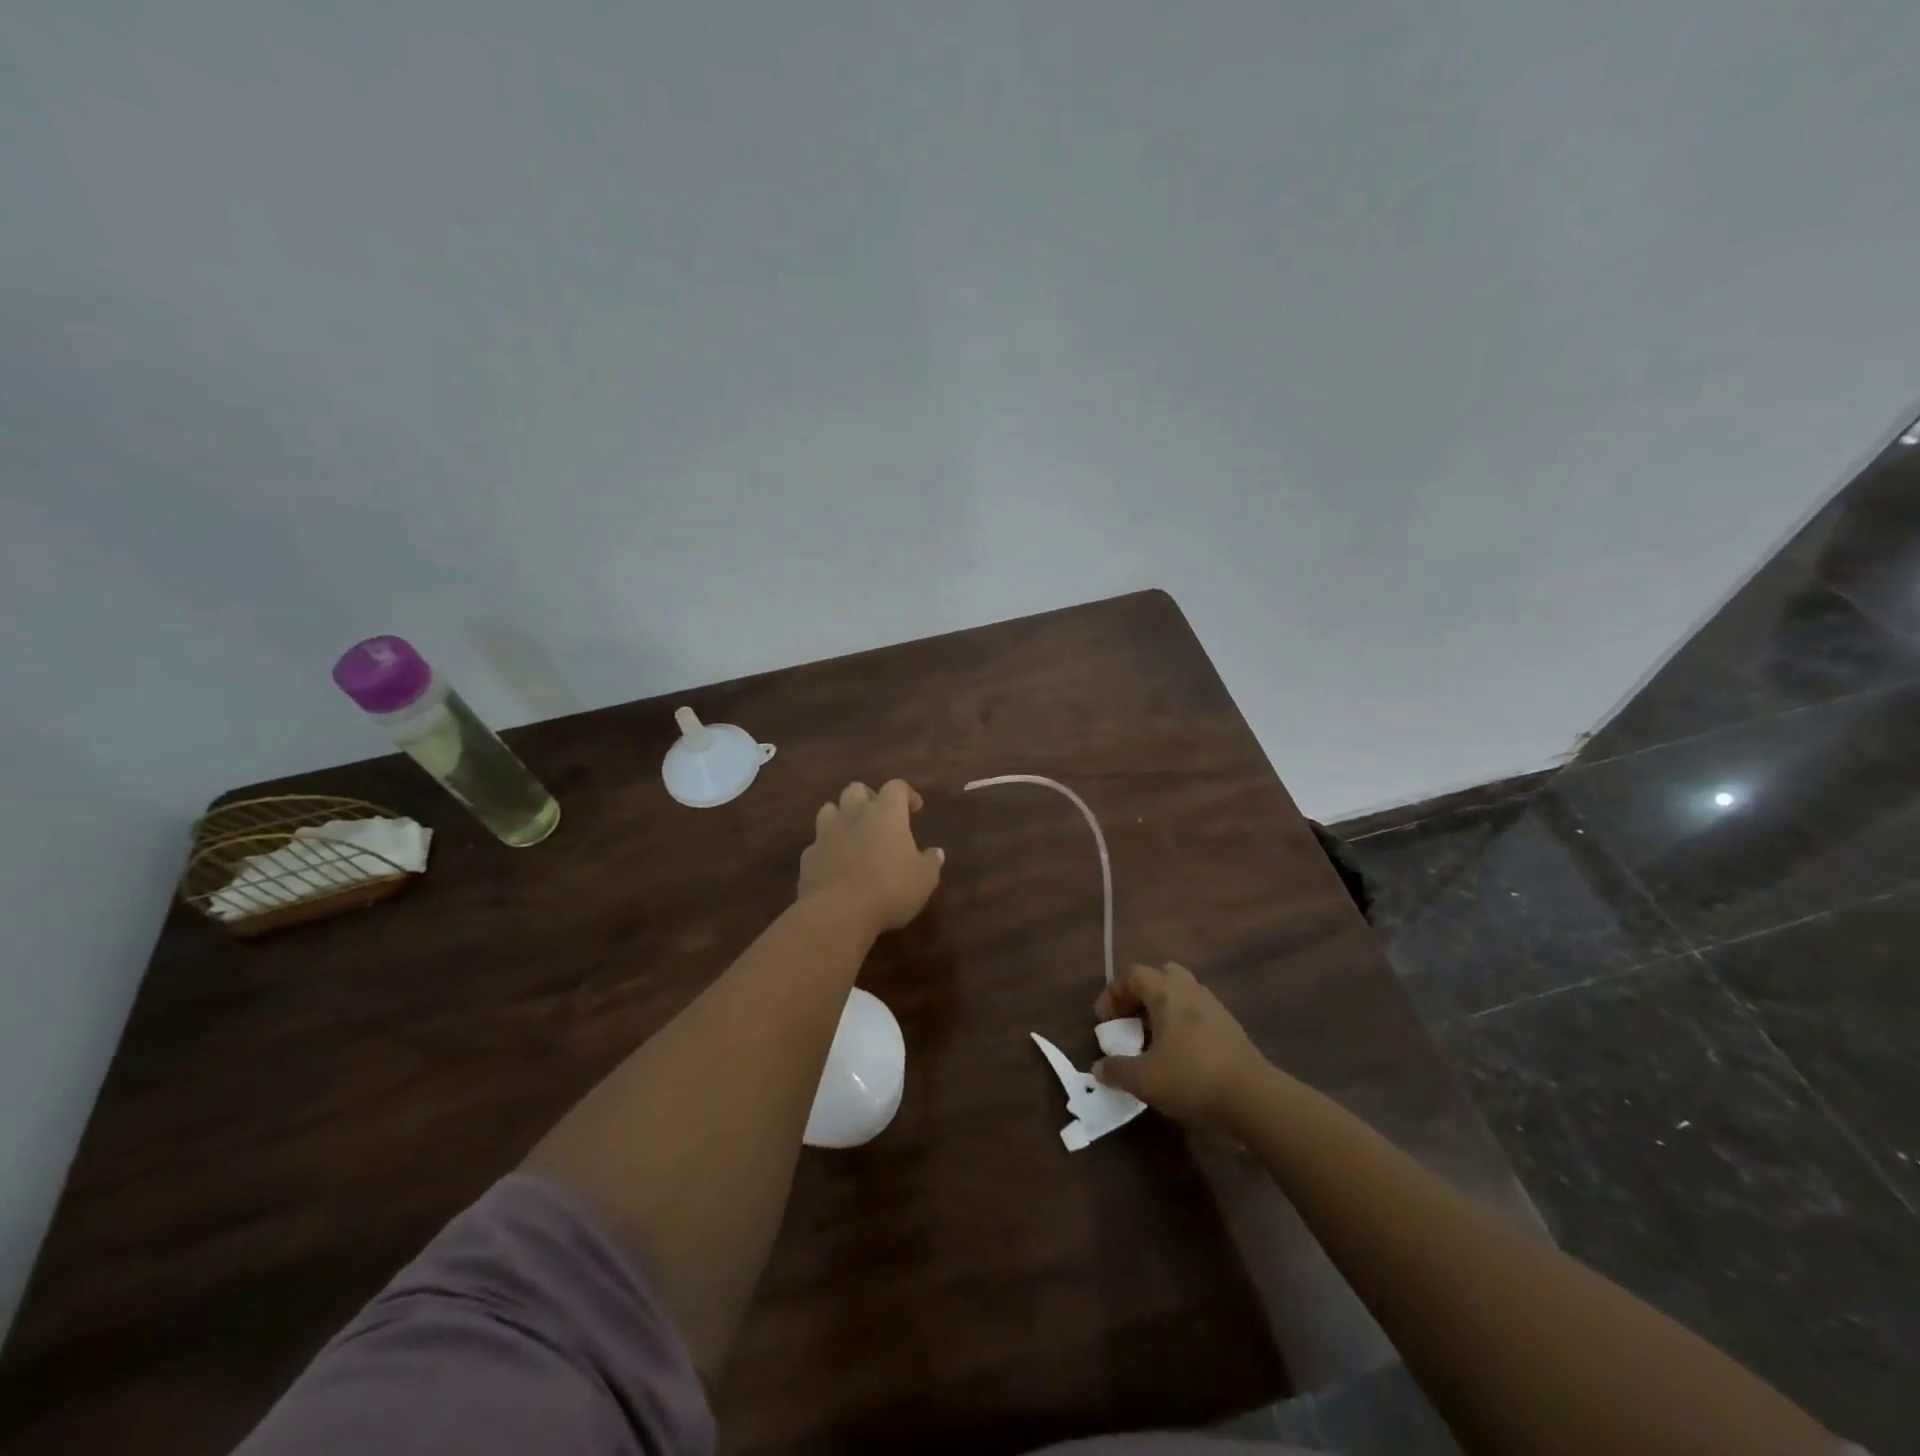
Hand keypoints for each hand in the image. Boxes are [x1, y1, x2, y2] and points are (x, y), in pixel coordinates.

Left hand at [798, 780, 944, 933]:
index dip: (907, 794)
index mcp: (886, 813)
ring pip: (829, 809)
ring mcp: (826, 834)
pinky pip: (817, 843)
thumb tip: (936, 853)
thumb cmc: (890, 888)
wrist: (838, 912)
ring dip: (841, 816)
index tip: (915, 808)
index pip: (896, 787)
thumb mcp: (924, 879)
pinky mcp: (808, 857)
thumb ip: (930, 862)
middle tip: (880, 817)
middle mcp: (853, 815)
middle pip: (856, 790)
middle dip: (868, 798)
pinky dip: (827, 848)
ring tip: (853, 834)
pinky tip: (835, 863)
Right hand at [1092, 962, 1267, 1126]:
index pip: (1133, 974)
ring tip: (1154, 1038)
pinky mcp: (1230, 1027)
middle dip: (1142, 993)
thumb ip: (1117, 1071)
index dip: (1113, 993)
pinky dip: (1183, 1022)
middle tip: (1131, 1020)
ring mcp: (1214, 1007)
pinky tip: (1180, 1052)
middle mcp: (1190, 991)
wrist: (1253, 1097)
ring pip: (1183, 992)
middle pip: (1161, 974)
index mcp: (1166, 993)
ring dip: (1164, 1007)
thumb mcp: (1144, 1080)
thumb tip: (1099, 1068)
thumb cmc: (1191, 1078)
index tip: (1105, 1021)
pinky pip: (1198, 1011)